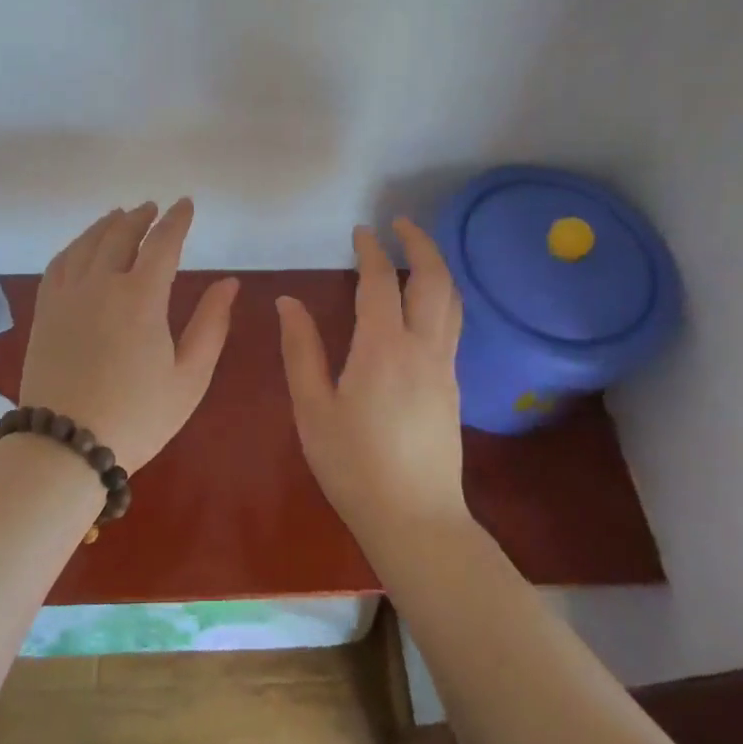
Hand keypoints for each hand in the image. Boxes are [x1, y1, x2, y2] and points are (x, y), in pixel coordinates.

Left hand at [18, 199, 239, 471]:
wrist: (65, 446)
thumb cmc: (138, 415)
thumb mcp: (189, 376)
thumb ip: (211, 324)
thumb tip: (228, 282)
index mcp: (141, 296)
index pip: (162, 243)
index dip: (177, 220)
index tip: (186, 204)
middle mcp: (101, 283)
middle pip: (121, 234)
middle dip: (141, 217)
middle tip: (153, 208)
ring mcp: (67, 294)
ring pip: (87, 242)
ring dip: (107, 224)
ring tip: (119, 216)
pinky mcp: (45, 310)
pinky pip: (60, 263)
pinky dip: (75, 245)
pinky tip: (82, 246)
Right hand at [277, 218, 468, 541]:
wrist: (416, 520)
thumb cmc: (353, 466)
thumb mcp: (313, 409)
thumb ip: (301, 350)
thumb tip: (288, 302)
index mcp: (383, 348)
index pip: (379, 283)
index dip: (370, 251)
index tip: (360, 231)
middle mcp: (422, 348)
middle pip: (433, 280)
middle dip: (420, 244)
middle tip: (401, 223)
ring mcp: (444, 367)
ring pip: (451, 301)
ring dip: (436, 268)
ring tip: (416, 251)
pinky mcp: (453, 386)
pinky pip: (452, 324)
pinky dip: (440, 297)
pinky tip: (423, 303)